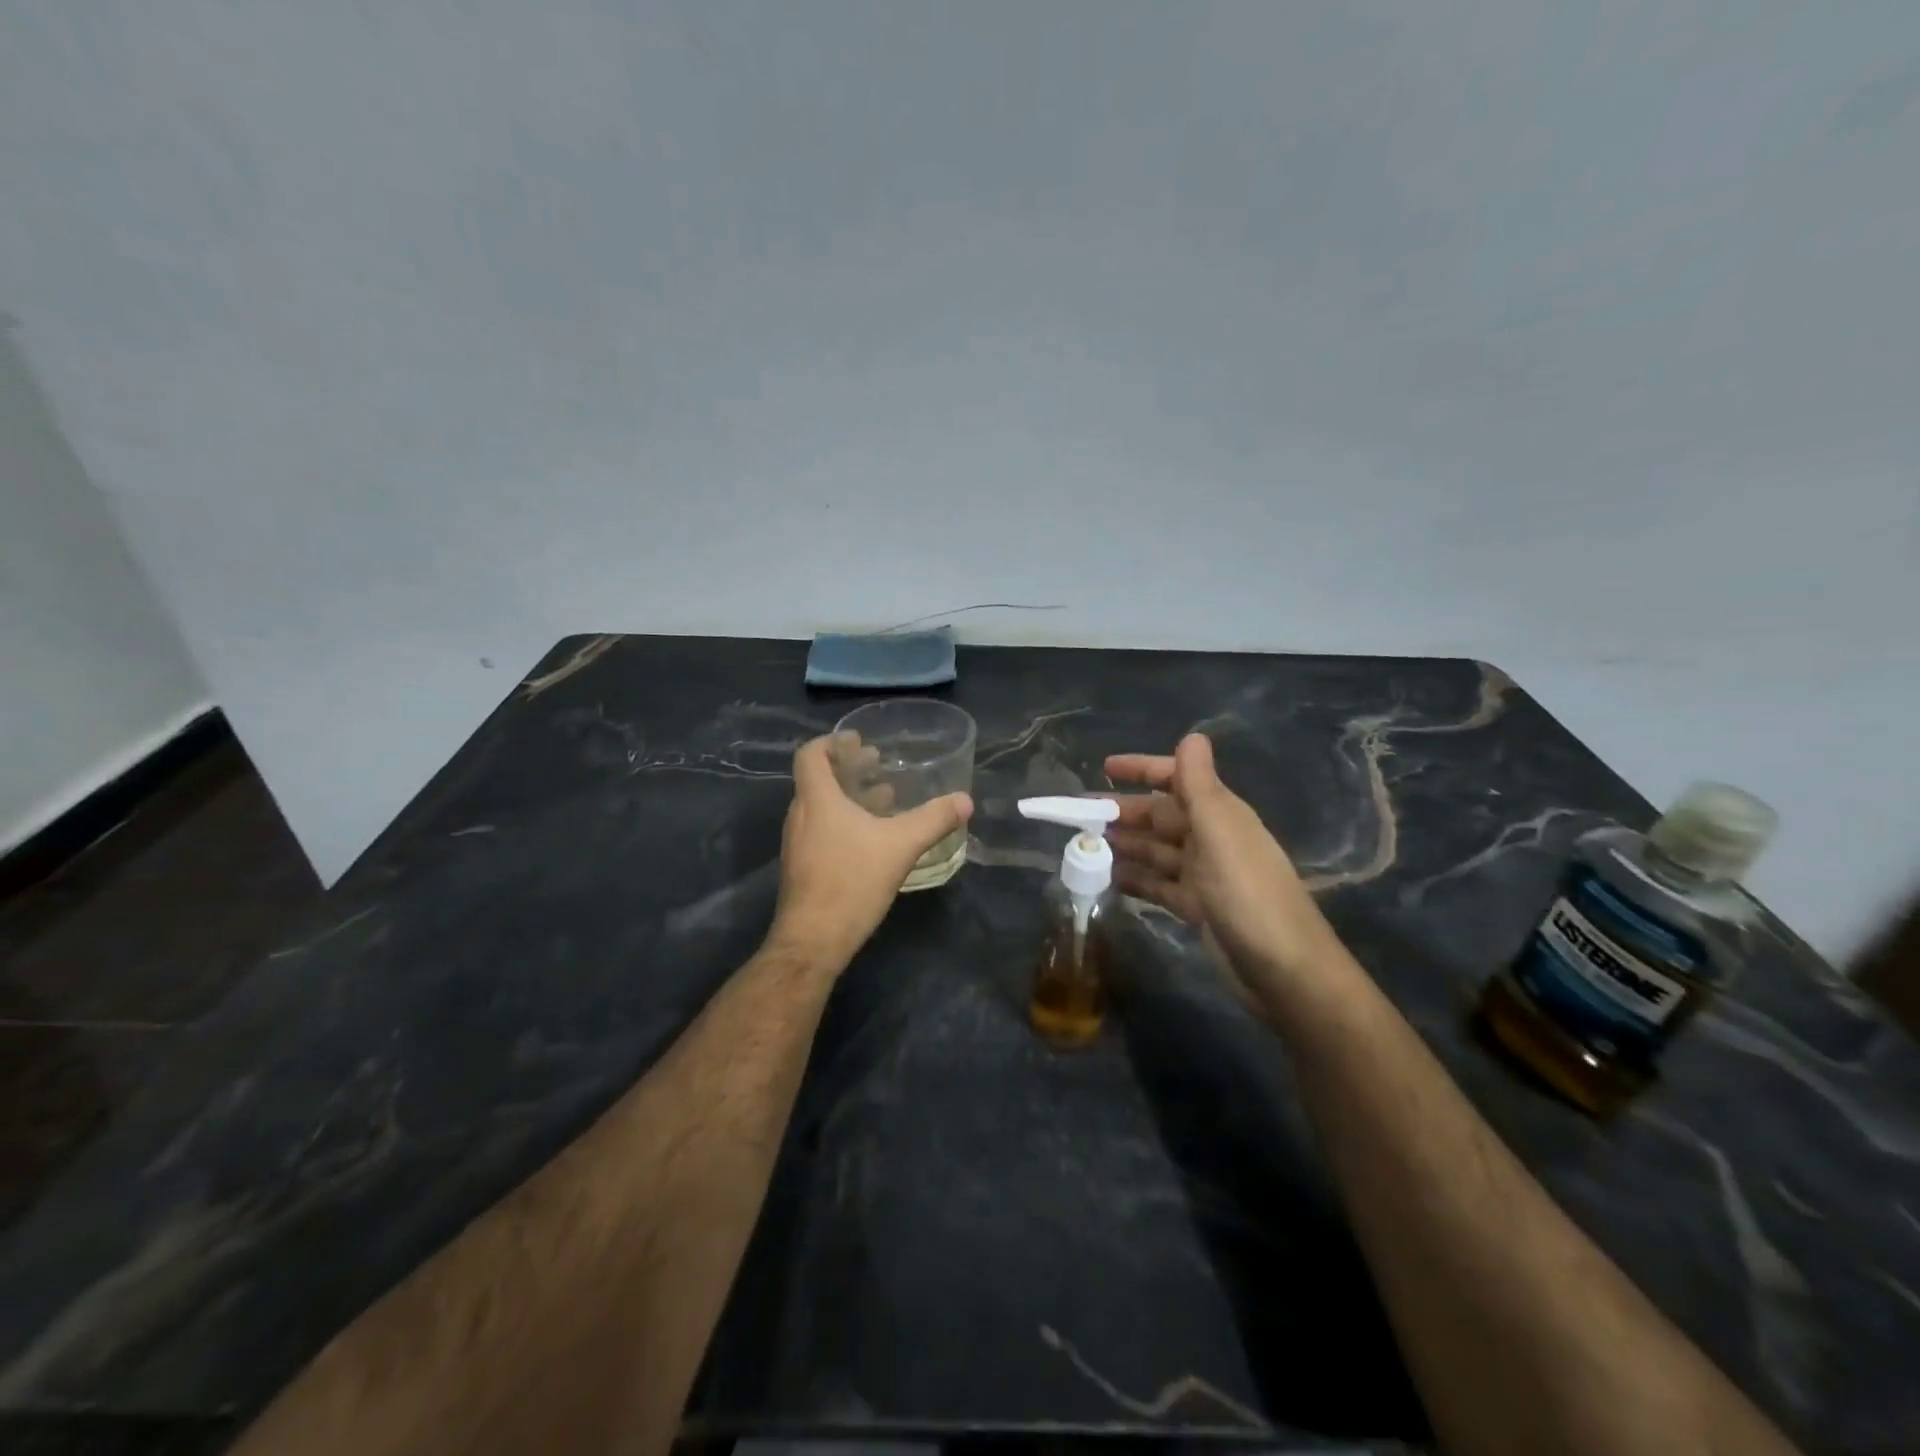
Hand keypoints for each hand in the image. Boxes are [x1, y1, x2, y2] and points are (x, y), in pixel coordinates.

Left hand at [768, 734, 973, 970]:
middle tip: (878, 763)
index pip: (810, 755)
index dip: (832, 742)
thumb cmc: (851, 882)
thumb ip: (933, 820)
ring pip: (821, 805)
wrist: (813, 941)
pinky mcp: (803, 866)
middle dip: (849, 768)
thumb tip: (965, 800)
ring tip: (884, 796)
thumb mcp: (900, 846)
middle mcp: (800, 815)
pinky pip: (821, 828)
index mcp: (817, 799)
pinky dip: (844, 820)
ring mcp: (798, 843)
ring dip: (849, 795)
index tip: (858, 740)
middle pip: (817, 778)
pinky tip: (873, 837)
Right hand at [1105, 733, 1338, 1003]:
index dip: (1143, 769)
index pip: (1176, 779)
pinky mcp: (1198, 909)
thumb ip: (1200, 785)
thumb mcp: (1220, 832)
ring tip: (1085, 848)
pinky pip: (1159, 885)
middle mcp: (1211, 839)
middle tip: (1079, 818)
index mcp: (1219, 814)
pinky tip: (1108, 882)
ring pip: (1156, 851)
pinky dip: (1136, 880)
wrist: (1284, 970)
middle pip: (1160, 816)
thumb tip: (1192, 735)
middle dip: (1123, 813)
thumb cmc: (1247, 894)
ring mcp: (1205, 876)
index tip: (1104, 768)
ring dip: (1124, 846)